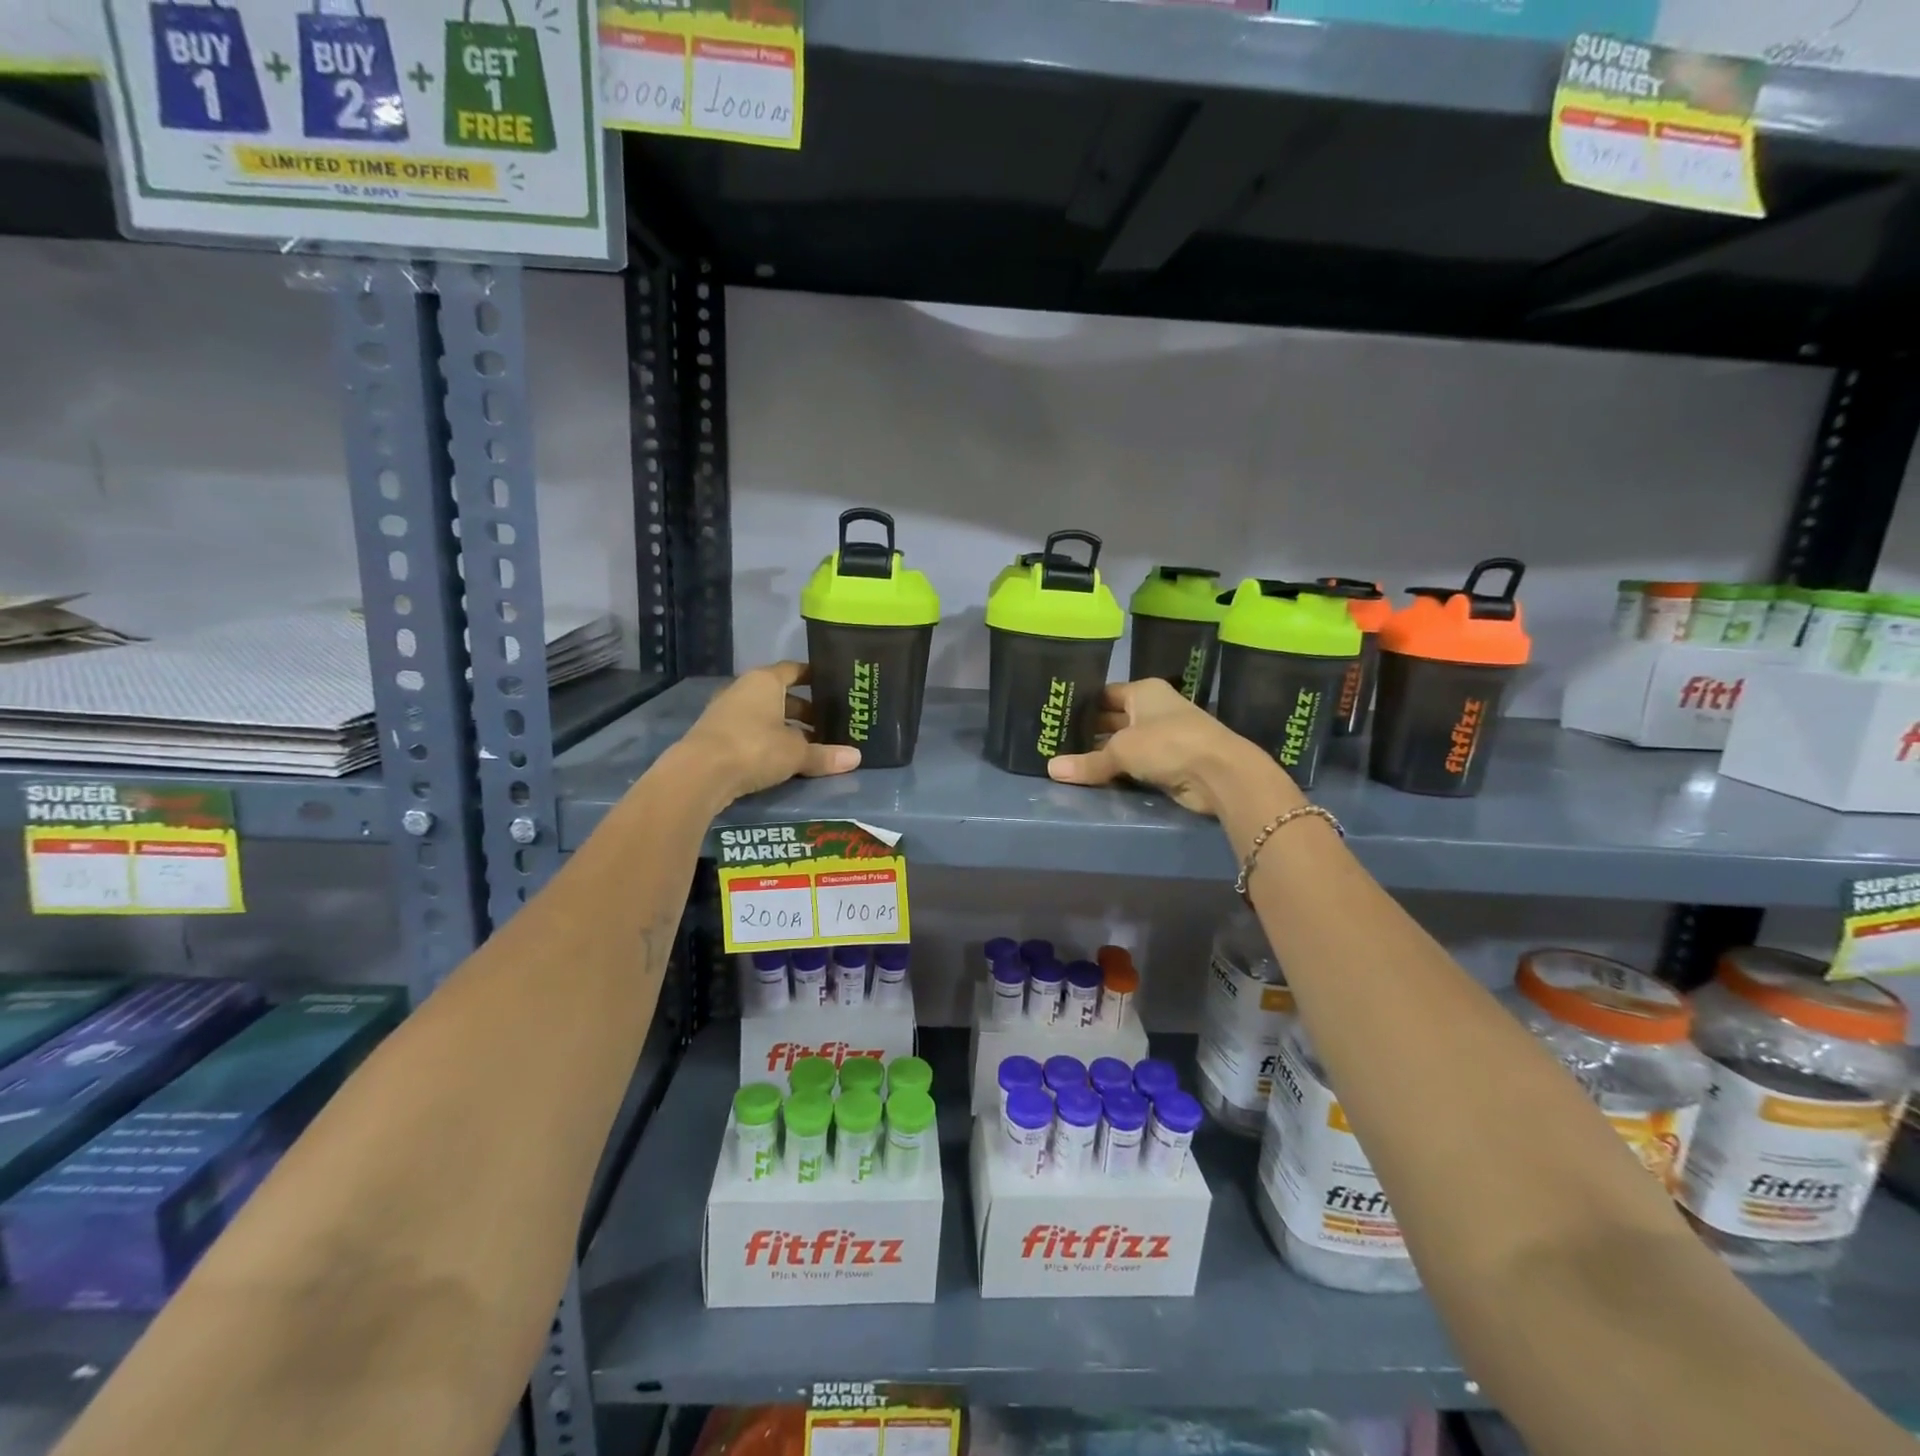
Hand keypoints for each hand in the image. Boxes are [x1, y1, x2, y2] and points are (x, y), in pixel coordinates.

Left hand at [678, 662, 859, 804]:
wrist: (700, 773)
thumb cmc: (754, 747)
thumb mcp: (796, 753)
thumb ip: (825, 755)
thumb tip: (856, 758)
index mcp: (764, 681)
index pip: (794, 670)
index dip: (813, 677)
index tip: (832, 686)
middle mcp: (743, 690)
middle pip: (780, 695)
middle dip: (804, 710)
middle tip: (828, 724)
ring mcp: (726, 713)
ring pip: (765, 716)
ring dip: (786, 728)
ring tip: (810, 745)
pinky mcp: (716, 737)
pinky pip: (751, 733)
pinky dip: (768, 741)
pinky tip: (783, 759)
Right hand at [1046, 679, 1296, 818]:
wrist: (1219, 773)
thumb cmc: (1167, 743)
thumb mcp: (1121, 750)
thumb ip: (1087, 762)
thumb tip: (1051, 770)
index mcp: (1144, 691)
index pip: (1104, 694)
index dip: (1081, 705)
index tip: (1055, 717)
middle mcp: (1153, 709)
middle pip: (1113, 719)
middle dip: (1088, 733)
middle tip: (1054, 744)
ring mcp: (1163, 736)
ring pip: (1124, 744)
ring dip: (1103, 755)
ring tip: (1067, 763)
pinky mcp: (1170, 763)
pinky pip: (1135, 765)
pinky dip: (1119, 771)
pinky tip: (1094, 779)